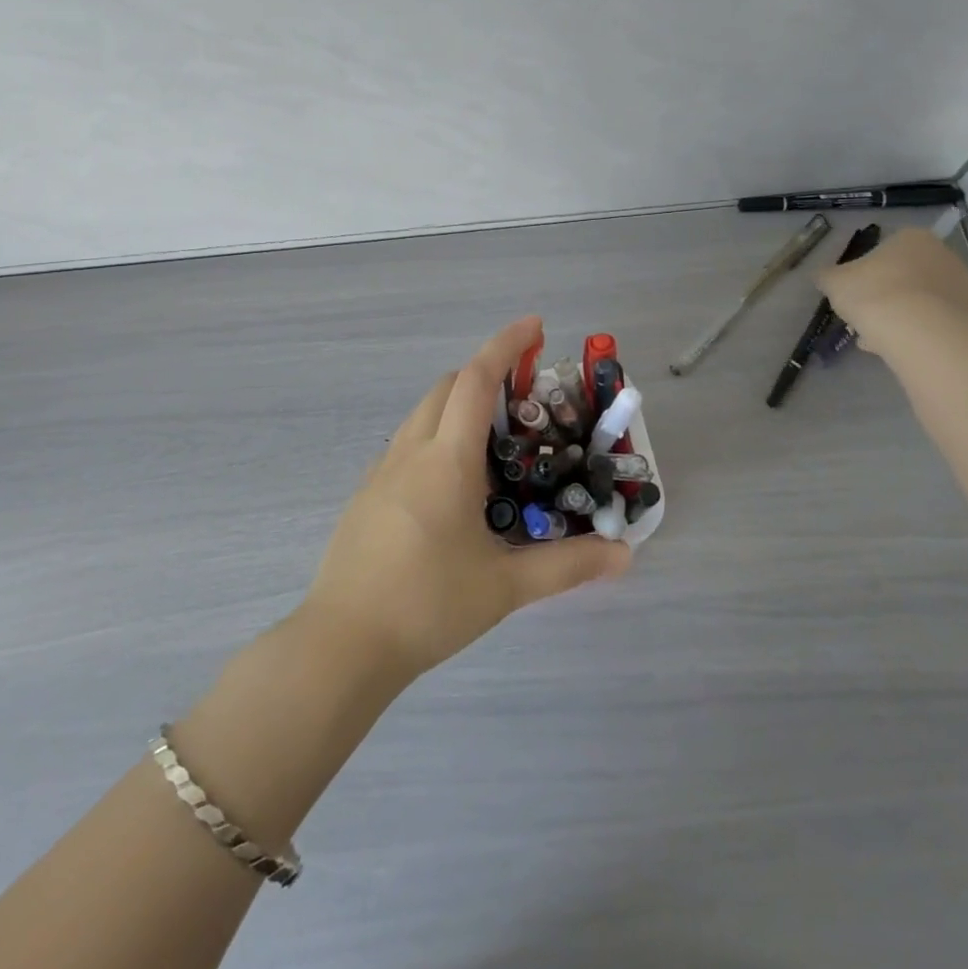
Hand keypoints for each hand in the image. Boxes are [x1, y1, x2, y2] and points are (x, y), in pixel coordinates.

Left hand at [301, 317, 632, 684]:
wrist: (344, 643)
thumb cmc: (427, 605)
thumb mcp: (504, 586)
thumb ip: (567, 566)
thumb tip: (623, 555)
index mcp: (446, 460)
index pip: (475, 380)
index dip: (505, 345)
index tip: (535, 326)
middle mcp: (410, 452)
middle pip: (446, 387)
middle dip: (484, 374)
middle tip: (524, 396)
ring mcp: (381, 472)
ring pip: (422, 414)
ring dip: (457, 405)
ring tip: (495, 441)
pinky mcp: (367, 495)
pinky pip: (407, 444)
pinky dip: (436, 436)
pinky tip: (455, 483)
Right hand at [818, 227, 967, 356]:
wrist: (917, 331)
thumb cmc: (872, 293)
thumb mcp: (834, 282)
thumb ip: (827, 276)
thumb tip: (822, 277)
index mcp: (912, 238)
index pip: (885, 250)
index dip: (865, 273)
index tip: (853, 293)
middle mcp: (943, 255)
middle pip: (905, 275)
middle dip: (884, 294)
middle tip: (863, 315)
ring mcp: (961, 286)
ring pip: (919, 299)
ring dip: (899, 314)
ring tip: (875, 338)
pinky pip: (932, 320)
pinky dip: (915, 330)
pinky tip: (894, 346)